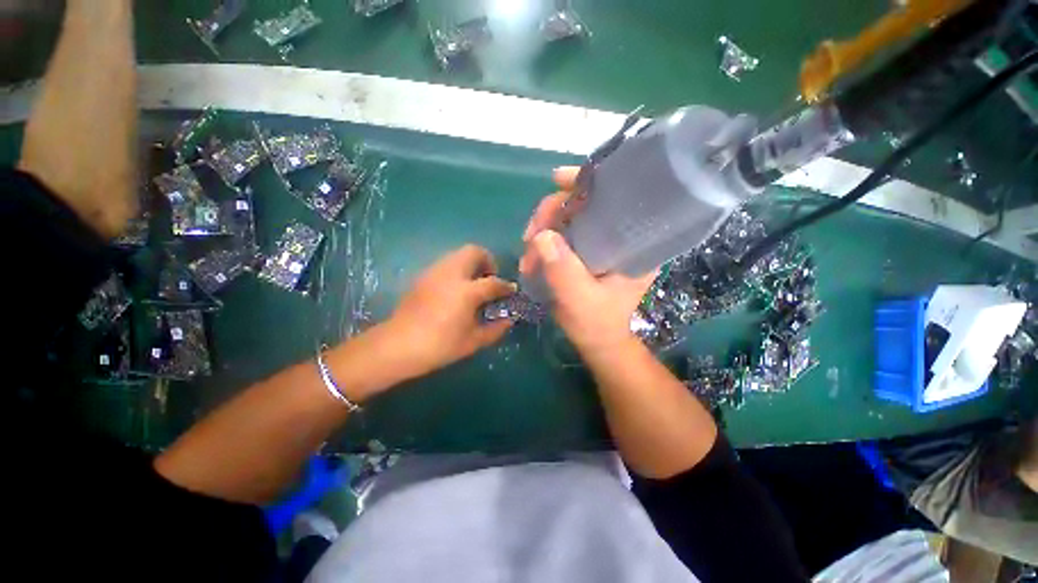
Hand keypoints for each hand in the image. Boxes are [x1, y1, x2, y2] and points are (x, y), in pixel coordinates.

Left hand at [382, 245, 515, 379]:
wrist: (398, 345)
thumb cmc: (439, 346)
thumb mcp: (473, 342)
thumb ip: (495, 329)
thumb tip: (509, 320)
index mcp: (467, 291)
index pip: (494, 282)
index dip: (506, 286)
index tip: (511, 291)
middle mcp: (452, 274)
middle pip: (475, 252)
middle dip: (488, 261)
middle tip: (490, 279)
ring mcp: (435, 272)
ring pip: (458, 254)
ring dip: (471, 264)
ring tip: (473, 284)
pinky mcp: (423, 276)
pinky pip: (446, 263)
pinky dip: (457, 269)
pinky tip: (455, 290)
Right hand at [519, 167, 656, 357]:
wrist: (597, 341)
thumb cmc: (597, 324)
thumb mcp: (581, 301)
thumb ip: (564, 272)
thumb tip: (541, 236)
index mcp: (633, 243)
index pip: (614, 196)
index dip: (587, 182)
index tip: (557, 180)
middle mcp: (617, 235)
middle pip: (582, 203)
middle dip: (549, 215)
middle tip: (529, 239)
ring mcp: (598, 241)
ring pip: (566, 218)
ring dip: (541, 232)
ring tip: (527, 259)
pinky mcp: (583, 250)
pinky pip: (559, 233)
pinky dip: (542, 242)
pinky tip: (531, 257)